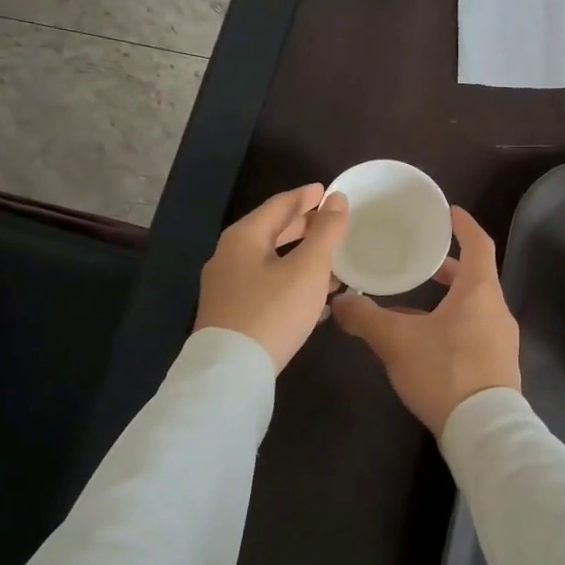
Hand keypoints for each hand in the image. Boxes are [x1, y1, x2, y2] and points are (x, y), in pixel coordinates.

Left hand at [194, 184, 349, 371]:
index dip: (306, 196)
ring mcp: (227, 287)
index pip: (279, 205)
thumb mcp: (308, 269)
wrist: (230, 373)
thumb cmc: (273, 311)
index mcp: (244, 237)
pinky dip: (291, 283)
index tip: (327, 190)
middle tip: (330, 222)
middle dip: (304, 227)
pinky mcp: (231, 314)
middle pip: (272, 232)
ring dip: (301, 258)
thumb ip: (326, 232)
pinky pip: (267, 287)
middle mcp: (229, 256)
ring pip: (271, 262)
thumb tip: (337, 199)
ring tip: (332, 262)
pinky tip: (315, 299)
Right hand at [332, 207, 520, 435]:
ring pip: (474, 306)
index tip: (450, 212)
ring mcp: (501, 339)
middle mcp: (496, 309)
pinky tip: (426, 341)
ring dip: (448, 299)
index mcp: (479, 291)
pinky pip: (475, 330)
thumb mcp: (397, 342)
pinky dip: (453, 323)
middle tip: (420, 261)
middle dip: (447, 267)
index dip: (464, 225)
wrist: (484, 431)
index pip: (478, 244)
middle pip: (475, 277)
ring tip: (414, 303)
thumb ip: (365, 318)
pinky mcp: (498, 365)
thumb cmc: (444, 371)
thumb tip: (339, 301)